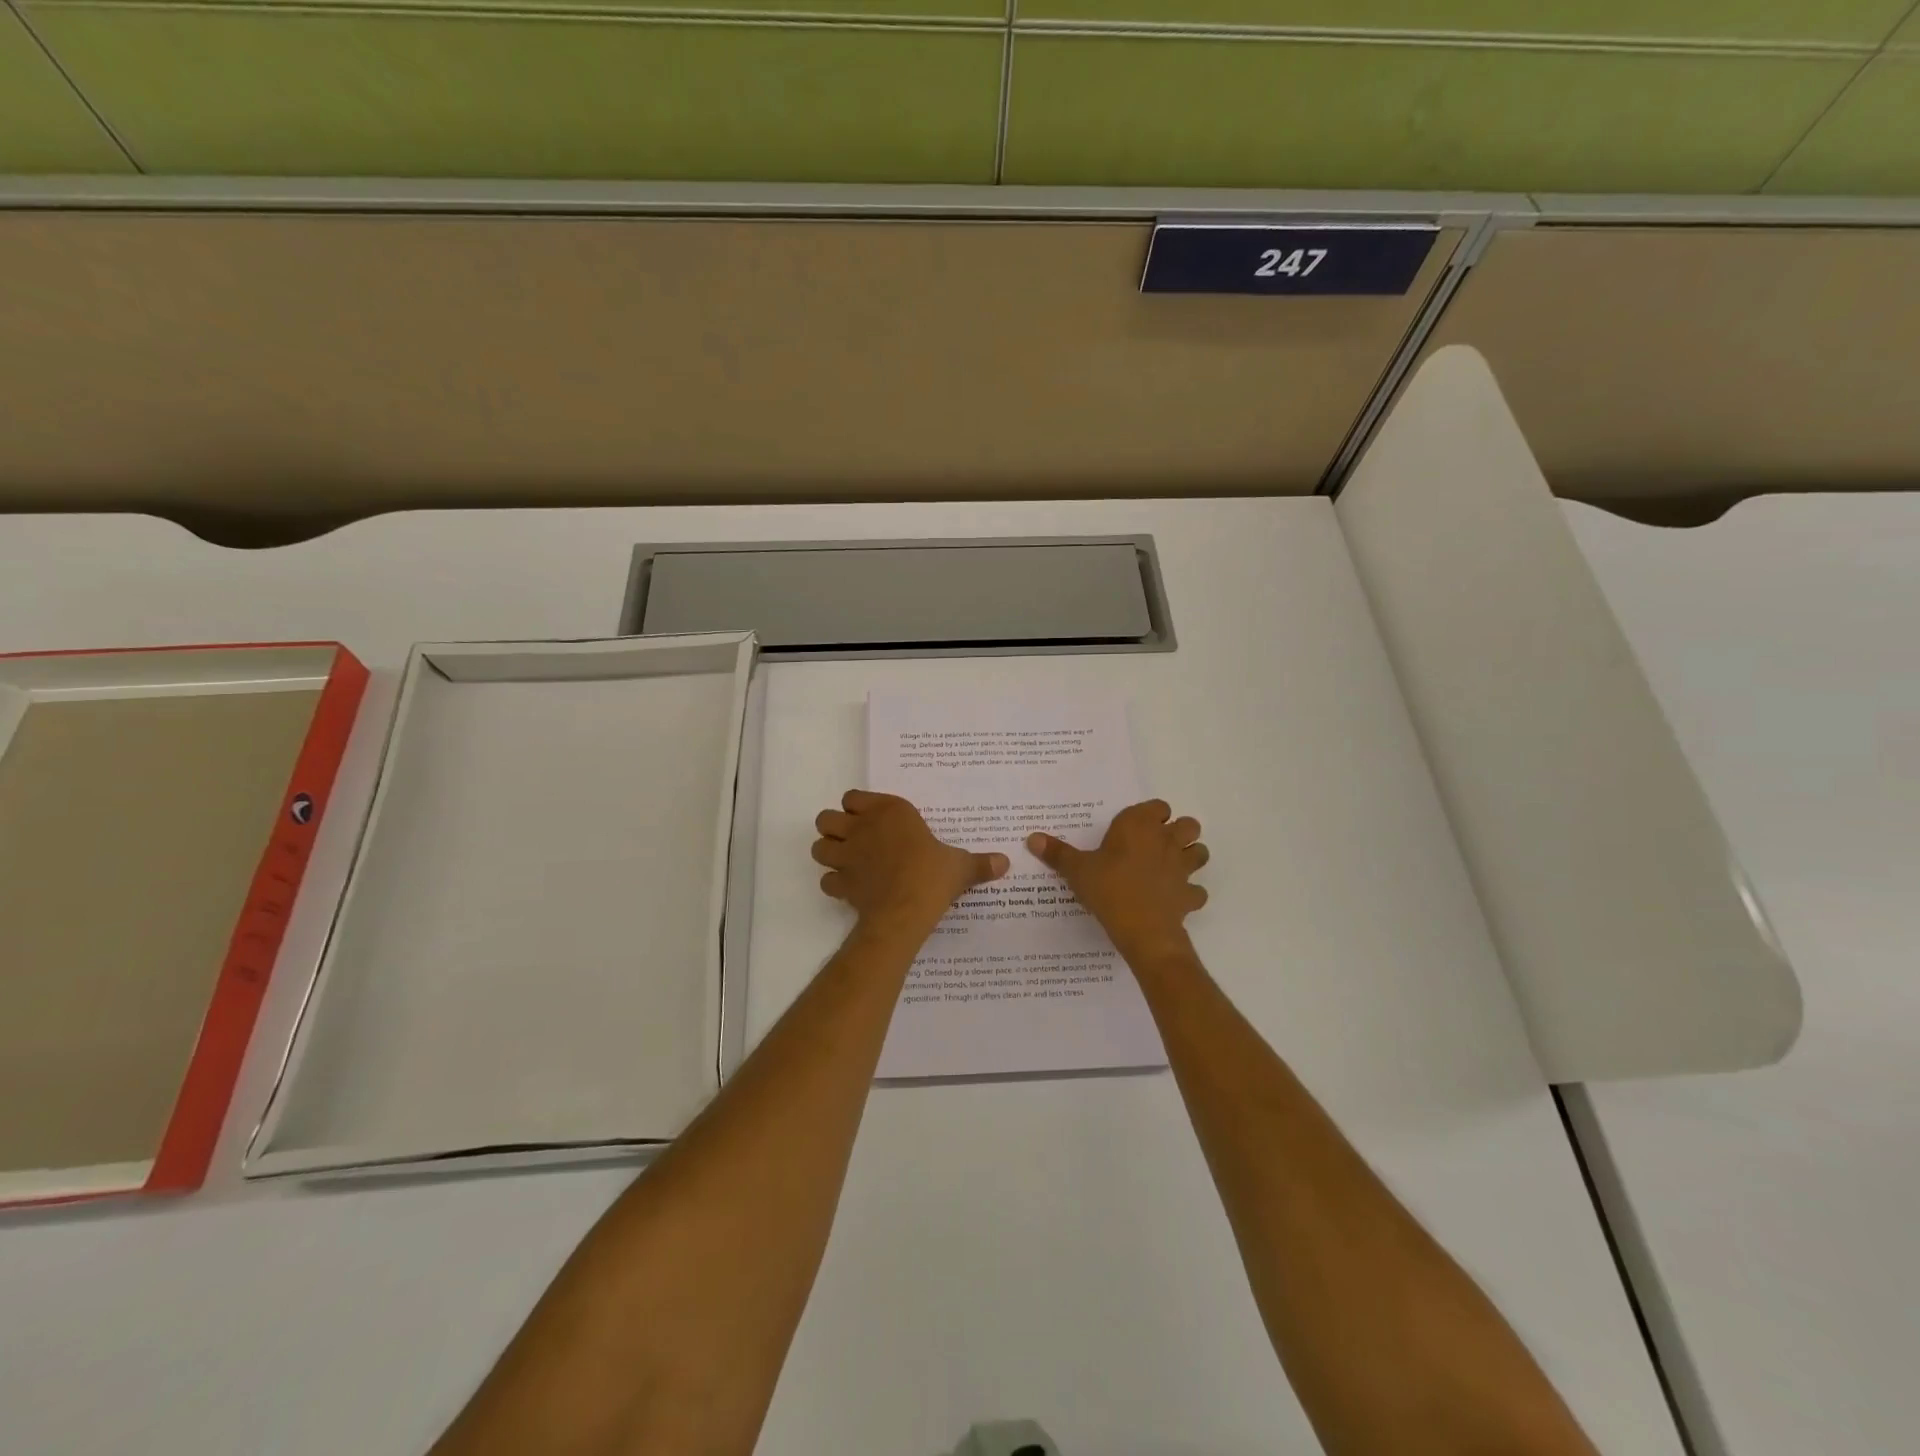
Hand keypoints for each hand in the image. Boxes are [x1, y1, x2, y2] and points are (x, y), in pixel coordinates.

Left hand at [813, 790, 1008, 931]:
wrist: (906, 910)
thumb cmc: (933, 876)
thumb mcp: (960, 866)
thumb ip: (979, 863)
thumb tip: (1005, 862)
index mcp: (889, 811)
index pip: (853, 797)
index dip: (858, 808)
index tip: (872, 820)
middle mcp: (861, 828)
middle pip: (826, 819)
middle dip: (834, 828)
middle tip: (854, 841)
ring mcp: (846, 856)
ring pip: (819, 847)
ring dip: (828, 853)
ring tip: (846, 862)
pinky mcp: (841, 883)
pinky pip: (827, 880)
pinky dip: (834, 883)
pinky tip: (849, 889)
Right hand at [1027, 800, 1208, 965]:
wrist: (1142, 929)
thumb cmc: (1108, 888)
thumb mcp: (1076, 870)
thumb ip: (1057, 853)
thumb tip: (1031, 838)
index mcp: (1140, 826)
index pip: (1157, 806)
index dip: (1150, 815)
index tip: (1134, 828)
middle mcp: (1166, 840)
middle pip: (1188, 824)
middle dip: (1178, 831)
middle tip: (1155, 845)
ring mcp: (1183, 868)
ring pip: (1200, 852)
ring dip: (1190, 856)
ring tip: (1169, 867)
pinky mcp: (1190, 894)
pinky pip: (1196, 890)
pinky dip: (1189, 893)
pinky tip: (1173, 899)